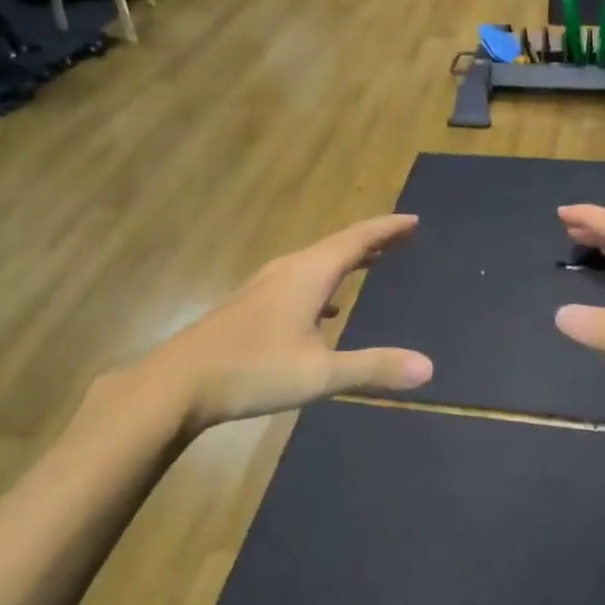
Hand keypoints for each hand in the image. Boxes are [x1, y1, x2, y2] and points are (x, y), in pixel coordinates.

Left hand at [148, 214, 433, 432]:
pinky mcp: (250, 305)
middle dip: (372, 241)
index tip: (414, 220)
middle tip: (402, 238)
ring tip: (370, 263)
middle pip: (337, 245)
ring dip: (346, 260)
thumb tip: (428, 367)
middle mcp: (288, 271)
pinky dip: (324, 283)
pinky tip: (326, 310)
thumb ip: (373, 367)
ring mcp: (265, 286)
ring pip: (316, 262)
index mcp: (308, 275)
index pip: (357, 239)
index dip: (387, 228)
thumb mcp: (319, 374)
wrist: (177, 383)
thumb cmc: (252, 371)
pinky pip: (299, 280)